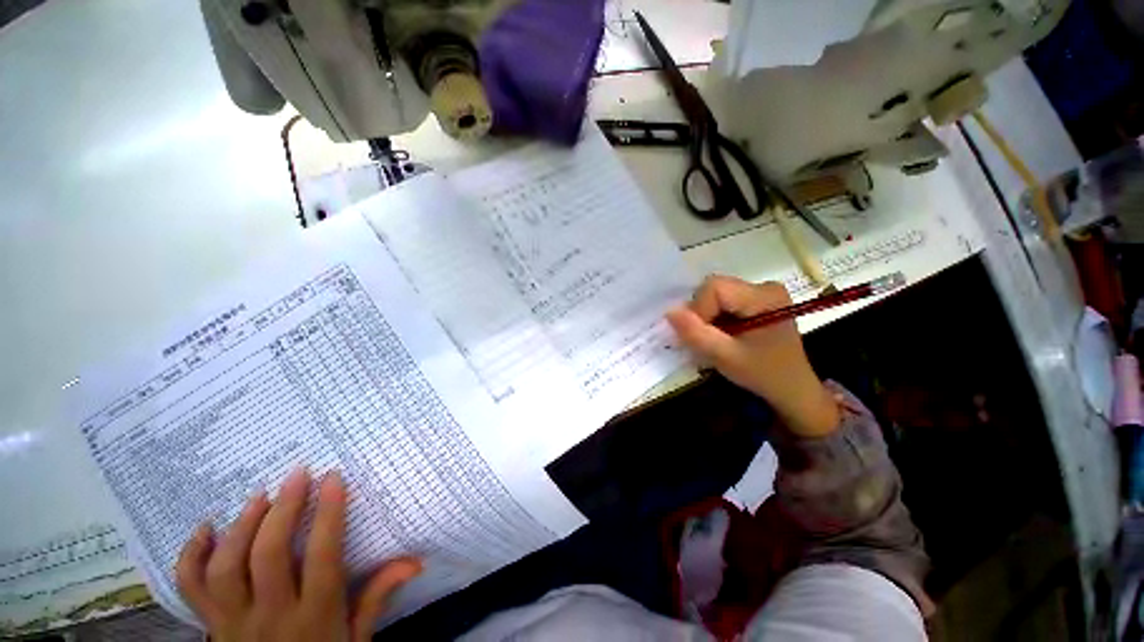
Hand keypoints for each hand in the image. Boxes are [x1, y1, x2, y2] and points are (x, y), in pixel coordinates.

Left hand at [176, 468, 421, 641]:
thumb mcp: (356, 639)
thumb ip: (377, 598)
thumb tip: (415, 560)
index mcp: (315, 616)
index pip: (322, 557)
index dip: (329, 513)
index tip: (333, 478)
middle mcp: (271, 616)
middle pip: (268, 555)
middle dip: (284, 508)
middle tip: (297, 475)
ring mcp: (234, 622)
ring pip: (226, 568)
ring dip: (242, 526)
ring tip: (259, 497)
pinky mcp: (210, 625)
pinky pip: (191, 588)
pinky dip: (191, 555)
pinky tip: (207, 527)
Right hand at [666, 275, 838, 436]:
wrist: (792, 388)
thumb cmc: (763, 374)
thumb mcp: (726, 357)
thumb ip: (696, 334)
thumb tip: (668, 311)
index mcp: (764, 297)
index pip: (714, 288)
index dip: (698, 309)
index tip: (700, 336)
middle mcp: (764, 286)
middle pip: (714, 288)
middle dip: (701, 314)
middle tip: (706, 340)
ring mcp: (762, 292)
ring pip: (715, 294)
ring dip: (707, 316)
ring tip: (715, 339)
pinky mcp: (757, 299)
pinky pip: (723, 300)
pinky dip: (715, 317)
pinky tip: (723, 334)